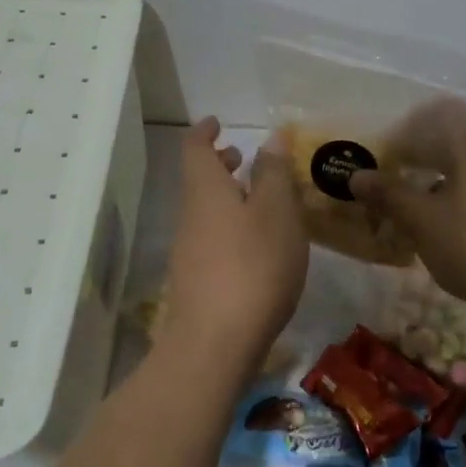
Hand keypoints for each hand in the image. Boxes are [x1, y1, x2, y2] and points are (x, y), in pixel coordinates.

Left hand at [162, 118, 307, 371]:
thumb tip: (270, 138)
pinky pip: (211, 237)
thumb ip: (274, 173)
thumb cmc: (253, 265)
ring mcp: (189, 252)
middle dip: (218, 164)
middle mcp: (189, 215)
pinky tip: (255, 245)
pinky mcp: (195, 282)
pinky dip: (229, 226)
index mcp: (205, 190)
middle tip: (242, 157)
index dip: (205, 131)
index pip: (194, 148)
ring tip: (259, 200)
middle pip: (198, 179)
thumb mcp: (276, 212)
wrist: (215, 343)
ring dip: (226, 196)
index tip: (218, 122)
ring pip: (205, 210)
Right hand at [350, 97, 465, 331]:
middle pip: (452, 145)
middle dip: (418, 154)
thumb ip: (388, 194)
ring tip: (401, 201)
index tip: (388, 140)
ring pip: (462, 174)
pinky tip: (430, 228)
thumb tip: (356, 175)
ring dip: (432, 182)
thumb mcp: (421, 219)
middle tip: (385, 170)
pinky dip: (447, 204)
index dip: (415, 123)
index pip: (445, 115)